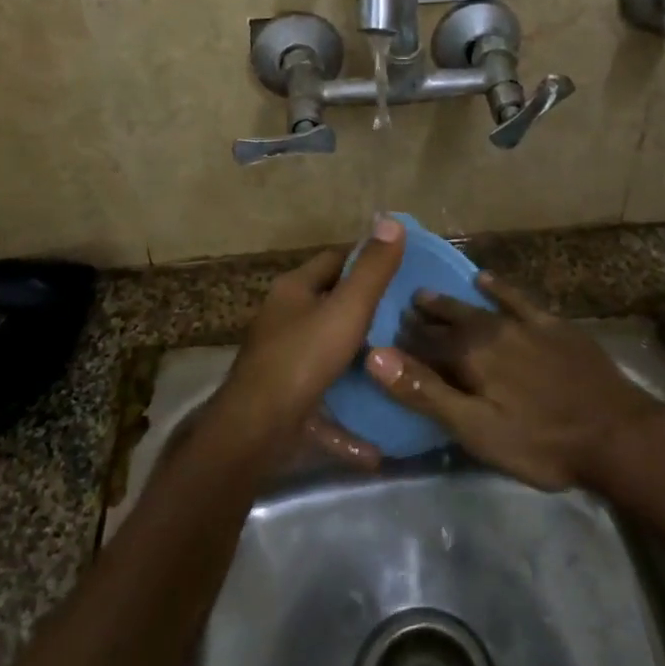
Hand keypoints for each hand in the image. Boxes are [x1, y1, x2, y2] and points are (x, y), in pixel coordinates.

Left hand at [211, 217, 406, 466]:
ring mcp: (281, 362)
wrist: (255, 431)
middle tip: (409, 318)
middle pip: (329, 305)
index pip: (334, 260)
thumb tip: (391, 220)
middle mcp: (282, 320)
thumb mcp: (347, 309)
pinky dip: (346, 421)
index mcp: (293, 290)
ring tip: (399, 365)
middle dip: (365, 311)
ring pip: (326, 354)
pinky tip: (376, 445)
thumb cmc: (302, 358)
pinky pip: (323, 406)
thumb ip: (372, 270)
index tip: (402, 269)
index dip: (366, 260)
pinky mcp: (284, 402)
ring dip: (358, 362)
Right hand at [365, 271, 664, 490]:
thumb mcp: (476, 429)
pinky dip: (498, 288)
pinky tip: (485, 278)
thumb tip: (375, 356)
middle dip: (423, 317)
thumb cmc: (540, 442)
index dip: (401, 341)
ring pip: (476, 307)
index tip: (382, 334)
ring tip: (428, 295)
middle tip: (403, 309)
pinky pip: (517, 299)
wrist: (615, 432)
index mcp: (468, 357)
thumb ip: (425, 392)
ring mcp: (523, 324)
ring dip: (450, 302)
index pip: (423, 343)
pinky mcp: (553, 325)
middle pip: (448, 321)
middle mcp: (490, 330)